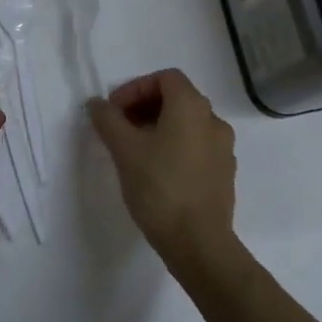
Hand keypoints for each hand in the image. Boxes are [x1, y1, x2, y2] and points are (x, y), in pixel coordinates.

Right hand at [88, 69, 238, 279]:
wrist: (198, 243)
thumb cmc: (159, 187)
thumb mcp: (124, 150)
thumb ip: (108, 120)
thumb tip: (97, 103)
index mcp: (192, 107)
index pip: (164, 78)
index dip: (135, 88)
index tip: (114, 111)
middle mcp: (213, 120)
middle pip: (177, 98)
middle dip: (145, 107)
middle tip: (120, 128)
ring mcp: (223, 149)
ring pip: (187, 124)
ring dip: (160, 128)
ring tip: (135, 151)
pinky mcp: (224, 174)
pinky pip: (197, 147)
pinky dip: (176, 147)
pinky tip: (157, 171)